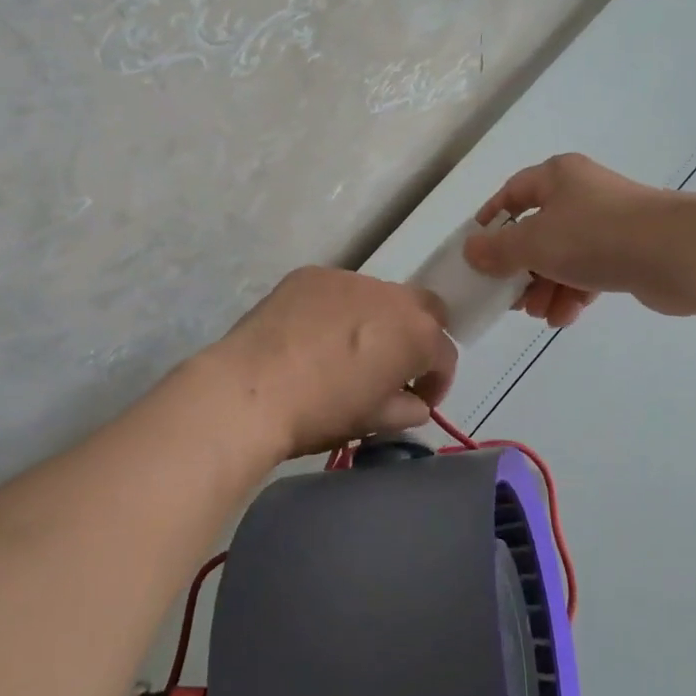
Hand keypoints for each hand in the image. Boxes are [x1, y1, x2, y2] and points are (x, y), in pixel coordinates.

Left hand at [209, 267, 455, 459]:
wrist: (250, 390)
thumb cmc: (321, 412)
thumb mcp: (372, 421)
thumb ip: (405, 409)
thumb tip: (413, 403)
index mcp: (416, 333)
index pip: (444, 354)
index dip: (435, 382)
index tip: (416, 400)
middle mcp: (390, 295)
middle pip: (422, 308)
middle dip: (416, 335)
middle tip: (391, 365)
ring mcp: (348, 278)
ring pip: (376, 296)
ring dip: (374, 320)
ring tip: (343, 350)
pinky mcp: (310, 274)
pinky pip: (336, 291)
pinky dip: (334, 309)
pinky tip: (310, 335)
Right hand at [464, 153, 695, 323]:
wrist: (676, 252)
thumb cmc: (594, 236)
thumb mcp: (534, 242)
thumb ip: (498, 250)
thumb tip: (471, 251)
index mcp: (557, 177)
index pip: (513, 192)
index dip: (492, 219)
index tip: (477, 249)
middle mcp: (582, 193)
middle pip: (538, 230)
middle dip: (521, 268)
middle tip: (509, 295)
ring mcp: (609, 223)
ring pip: (564, 255)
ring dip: (546, 287)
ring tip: (538, 314)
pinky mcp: (630, 252)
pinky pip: (590, 271)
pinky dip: (574, 292)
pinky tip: (564, 317)